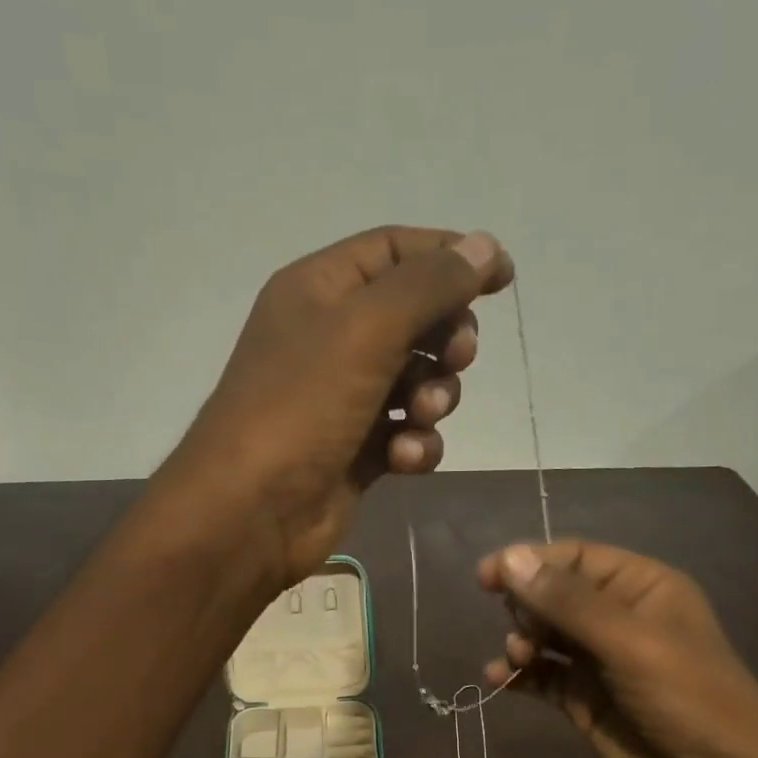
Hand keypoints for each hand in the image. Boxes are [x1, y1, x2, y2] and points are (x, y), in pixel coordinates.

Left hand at [164, 225, 512, 588]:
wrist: (252, 511)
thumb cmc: (302, 406)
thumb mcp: (366, 329)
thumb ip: (430, 285)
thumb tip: (485, 245)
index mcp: (321, 289)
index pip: (397, 250)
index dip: (452, 256)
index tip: (504, 277)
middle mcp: (332, 338)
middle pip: (416, 317)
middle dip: (446, 338)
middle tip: (455, 357)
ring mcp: (345, 399)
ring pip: (418, 381)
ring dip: (433, 397)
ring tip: (417, 416)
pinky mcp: (358, 451)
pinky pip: (407, 434)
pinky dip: (415, 444)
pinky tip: (403, 458)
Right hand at [478, 542, 757, 757]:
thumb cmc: (689, 700)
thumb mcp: (630, 643)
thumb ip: (568, 603)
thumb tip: (508, 558)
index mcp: (643, 588)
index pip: (576, 558)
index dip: (531, 563)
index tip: (487, 579)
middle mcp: (619, 618)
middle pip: (555, 595)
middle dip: (527, 608)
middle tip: (522, 635)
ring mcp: (601, 662)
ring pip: (544, 636)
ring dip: (521, 642)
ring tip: (517, 661)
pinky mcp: (585, 701)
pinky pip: (542, 676)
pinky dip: (519, 675)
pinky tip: (498, 680)